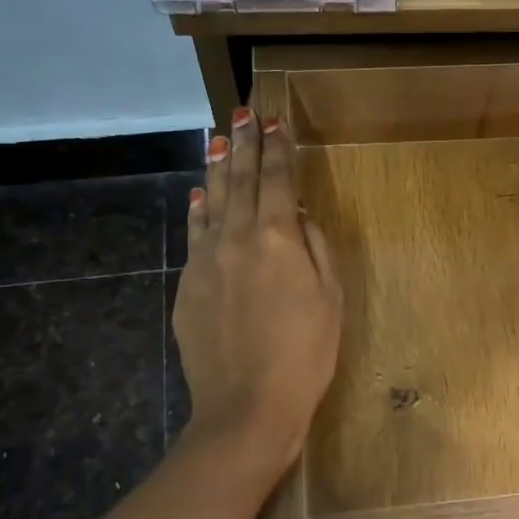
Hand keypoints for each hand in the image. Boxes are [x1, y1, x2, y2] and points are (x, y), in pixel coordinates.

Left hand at [174, 107, 341, 470]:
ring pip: (210, 202)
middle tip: (242, 113)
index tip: (274, 121)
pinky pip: (194, 235)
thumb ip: (315, 249)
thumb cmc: (305, 354)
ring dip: (216, 169)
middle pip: (239, 181)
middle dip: (242, 145)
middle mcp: (237, 238)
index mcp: (277, 238)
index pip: (277, 180)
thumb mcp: (330, 299)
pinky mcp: (188, 285)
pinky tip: (198, 196)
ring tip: (216, 140)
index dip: (277, 149)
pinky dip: (197, 210)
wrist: (247, 405)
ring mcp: (206, 260)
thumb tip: (298, 216)